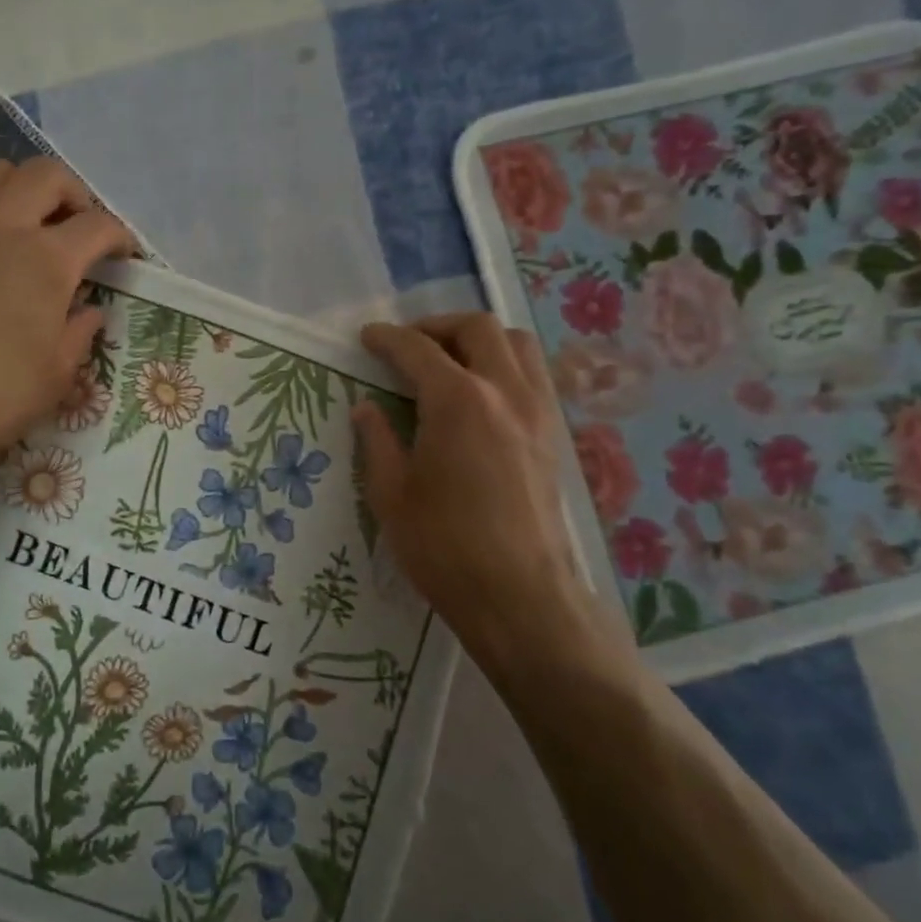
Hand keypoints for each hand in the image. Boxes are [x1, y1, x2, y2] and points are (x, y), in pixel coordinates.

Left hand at [0, 157, 132, 511]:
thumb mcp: (58, 373)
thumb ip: (79, 333)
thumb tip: (89, 311)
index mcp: (47, 259)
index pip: (97, 226)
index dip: (120, 236)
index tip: (126, 255)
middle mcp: (4, 226)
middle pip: (47, 175)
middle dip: (75, 194)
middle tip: (81, 229)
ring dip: (25, 187)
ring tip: (33, 225)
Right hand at [352, 314, 618, 675]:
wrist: (518, 594)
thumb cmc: (442, 546)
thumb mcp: (391, 494)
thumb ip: (378, 441)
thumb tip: (366, 408)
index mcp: (458, 401)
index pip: (417, 349)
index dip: (387, 338)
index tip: (366, 338)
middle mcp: (504, 392)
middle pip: (478, 328)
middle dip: (437, 326)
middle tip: (407, 346)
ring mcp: (538, 412)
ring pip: (518, 344)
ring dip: (480, 340)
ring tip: (450, 362)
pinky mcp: (554, 436)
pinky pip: (534, 376)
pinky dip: (505, 366)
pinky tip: (481, 398)